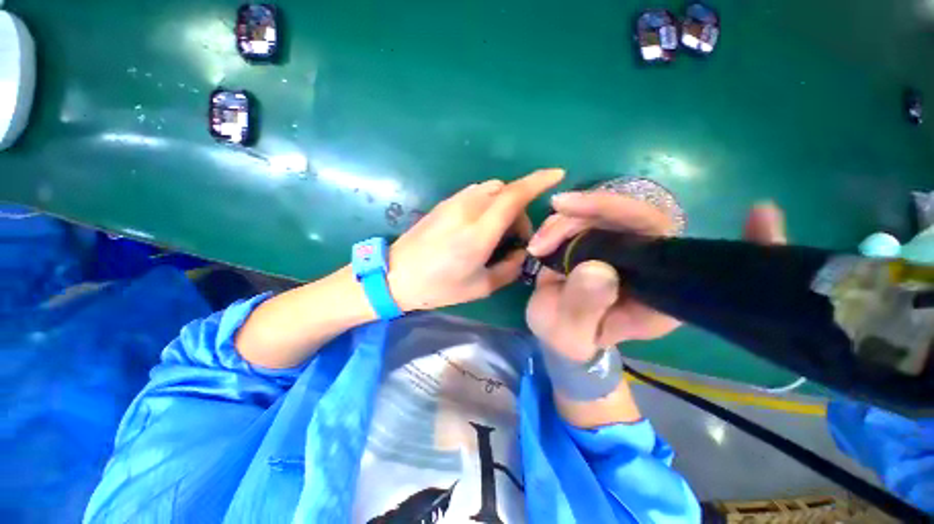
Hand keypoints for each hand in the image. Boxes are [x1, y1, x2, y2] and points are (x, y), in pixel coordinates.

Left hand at [388, 169, 564, 311]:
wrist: (396, 275)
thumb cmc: (438, 286)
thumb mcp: (480, 286)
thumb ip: (509, 268)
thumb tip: (521, 252)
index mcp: (479, 232)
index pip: (514, 196)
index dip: (538, 181)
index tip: (557, 174)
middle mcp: (468, 209)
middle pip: (506, 191)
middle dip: (519, 208)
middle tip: (515, 237)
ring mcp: (453, 202)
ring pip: (491, 189)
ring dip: (503, 204)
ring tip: (496, 232)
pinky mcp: (444, 203)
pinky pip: (476, 194)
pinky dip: (488, 203)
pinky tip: (480, 226)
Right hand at [525, 190, 786, 361]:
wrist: (556, 330)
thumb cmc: (569, 339)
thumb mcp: (571, 334)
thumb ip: (584, 308)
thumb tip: (596, 268)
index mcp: (659, 297)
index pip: (701, 262)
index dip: (744, 244)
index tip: (762, 214)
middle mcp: (650, 267)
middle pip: (641, 219)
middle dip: (597, 209)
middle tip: (558, 209)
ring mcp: (621, 249)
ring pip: (605, 214)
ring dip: (567, 220)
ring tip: (538, 245)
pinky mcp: (598, 241)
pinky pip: (585, 218)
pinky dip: (561, 222)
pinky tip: (541, 238)